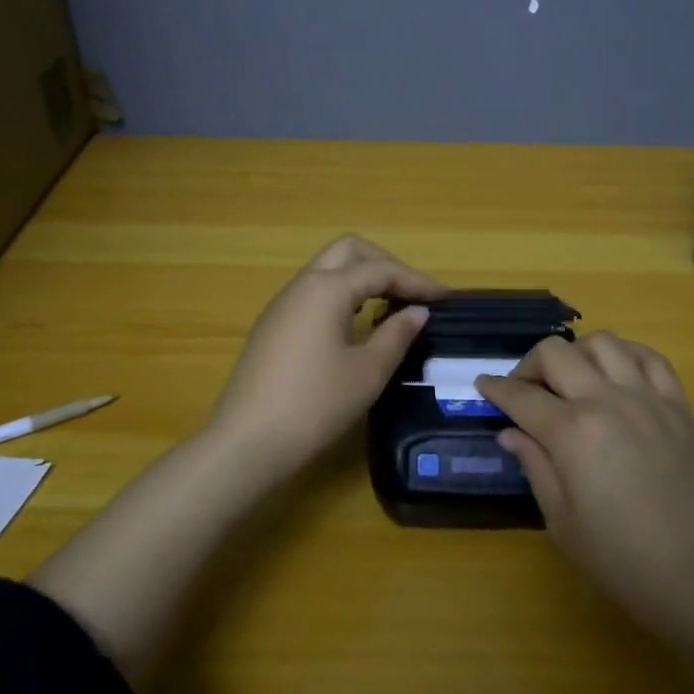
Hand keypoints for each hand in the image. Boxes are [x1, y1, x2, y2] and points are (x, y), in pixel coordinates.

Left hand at [208, 236, 447, 464]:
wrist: (247, 442)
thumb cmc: (315, 405)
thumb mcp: (367, 372)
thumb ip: (397, 335)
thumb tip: (417, 312)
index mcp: (327, 289)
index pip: (381, 270)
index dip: (417, 280)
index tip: (446, 297)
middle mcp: (302, 285)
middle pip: (349, 251)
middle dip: (385, 263)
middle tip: (411, 292)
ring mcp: (282, 304)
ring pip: (327, 270)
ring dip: (361, 278)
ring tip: (389, 307)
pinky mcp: (272, 326)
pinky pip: (313, 293)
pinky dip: (341, 295)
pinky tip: (355, 325)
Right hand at [477, 333, 693, 650]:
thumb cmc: (628, 563)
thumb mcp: (564, 524)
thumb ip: (535, 467)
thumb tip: (511, 432)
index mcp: (573, 432)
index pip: (521, 396)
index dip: (495, 389)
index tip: (482, 385)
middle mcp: (607, 400)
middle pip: (556, 353)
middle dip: (528, 364)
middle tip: (524, 390)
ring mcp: (648, 397)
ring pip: (602, 343)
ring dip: (576, 353)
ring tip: (570, 379)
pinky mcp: (680, 405)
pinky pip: (649, 357)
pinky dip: (625, 355)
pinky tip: (617, 374)